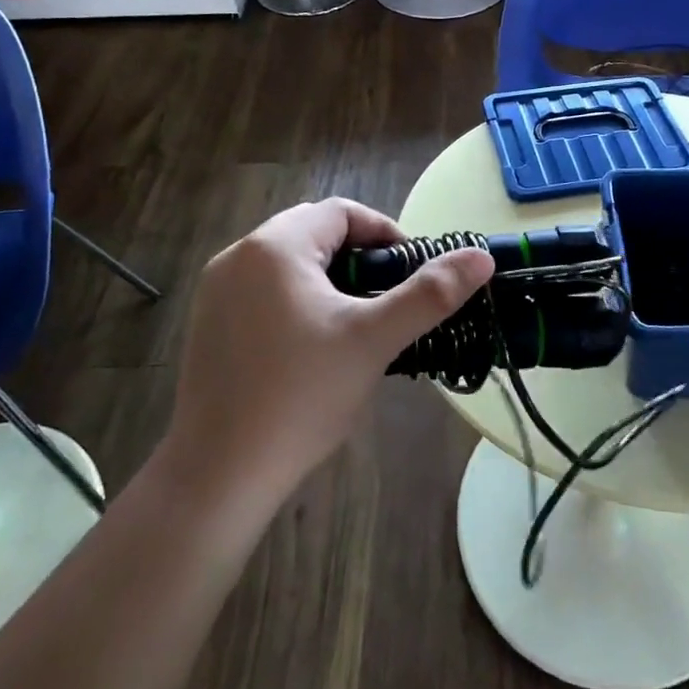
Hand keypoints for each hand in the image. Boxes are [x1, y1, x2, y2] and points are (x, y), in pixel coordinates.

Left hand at [164, 198, 493, 506]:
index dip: (385, 234)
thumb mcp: (374, 340)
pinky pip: (263, 292)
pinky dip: (297, 303)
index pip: (343, 213)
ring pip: (289, 266)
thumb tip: (481, 257)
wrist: (218, 475)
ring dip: (329, 282)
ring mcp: (216, 291)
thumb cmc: (301, 397)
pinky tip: (312, 350)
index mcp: (275, 246)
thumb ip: (430, 294)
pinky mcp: (208, 324)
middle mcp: (238, 256)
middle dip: (358, 260)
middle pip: (314, 234)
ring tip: (357, 327)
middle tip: (387, 303)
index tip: (411, 274)